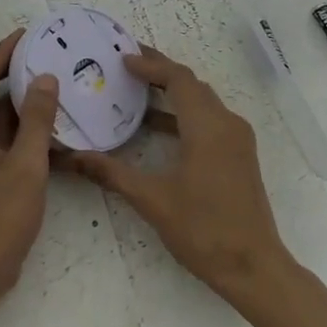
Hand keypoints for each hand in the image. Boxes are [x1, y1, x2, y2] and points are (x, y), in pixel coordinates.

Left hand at [0, 28, 58, 312]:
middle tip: (40, 52)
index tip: (26, 34)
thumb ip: (36, 121)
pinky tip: (47, 122)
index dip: (0, 53)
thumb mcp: (26, 167)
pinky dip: (19, 123)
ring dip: (14, 96)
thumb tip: (44, 78)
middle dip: (6, 68)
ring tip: (48, 79)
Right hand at [64, 47, 296, 306]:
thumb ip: (111, 173)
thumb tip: (72, 157)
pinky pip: (209, 119)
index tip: (122, 58)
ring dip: (172, 92)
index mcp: (208, 127)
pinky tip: (156, 127)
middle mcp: (227, 124)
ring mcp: (237, 140)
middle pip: (192, 85)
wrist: (254, 268)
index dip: (151, 65)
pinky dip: (183, 113)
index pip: (178, 79)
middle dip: (160, 72)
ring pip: (202, 102)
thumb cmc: (203, 229)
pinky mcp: (238, 155)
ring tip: (136, 90)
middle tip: (126, 65)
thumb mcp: (152, 199)